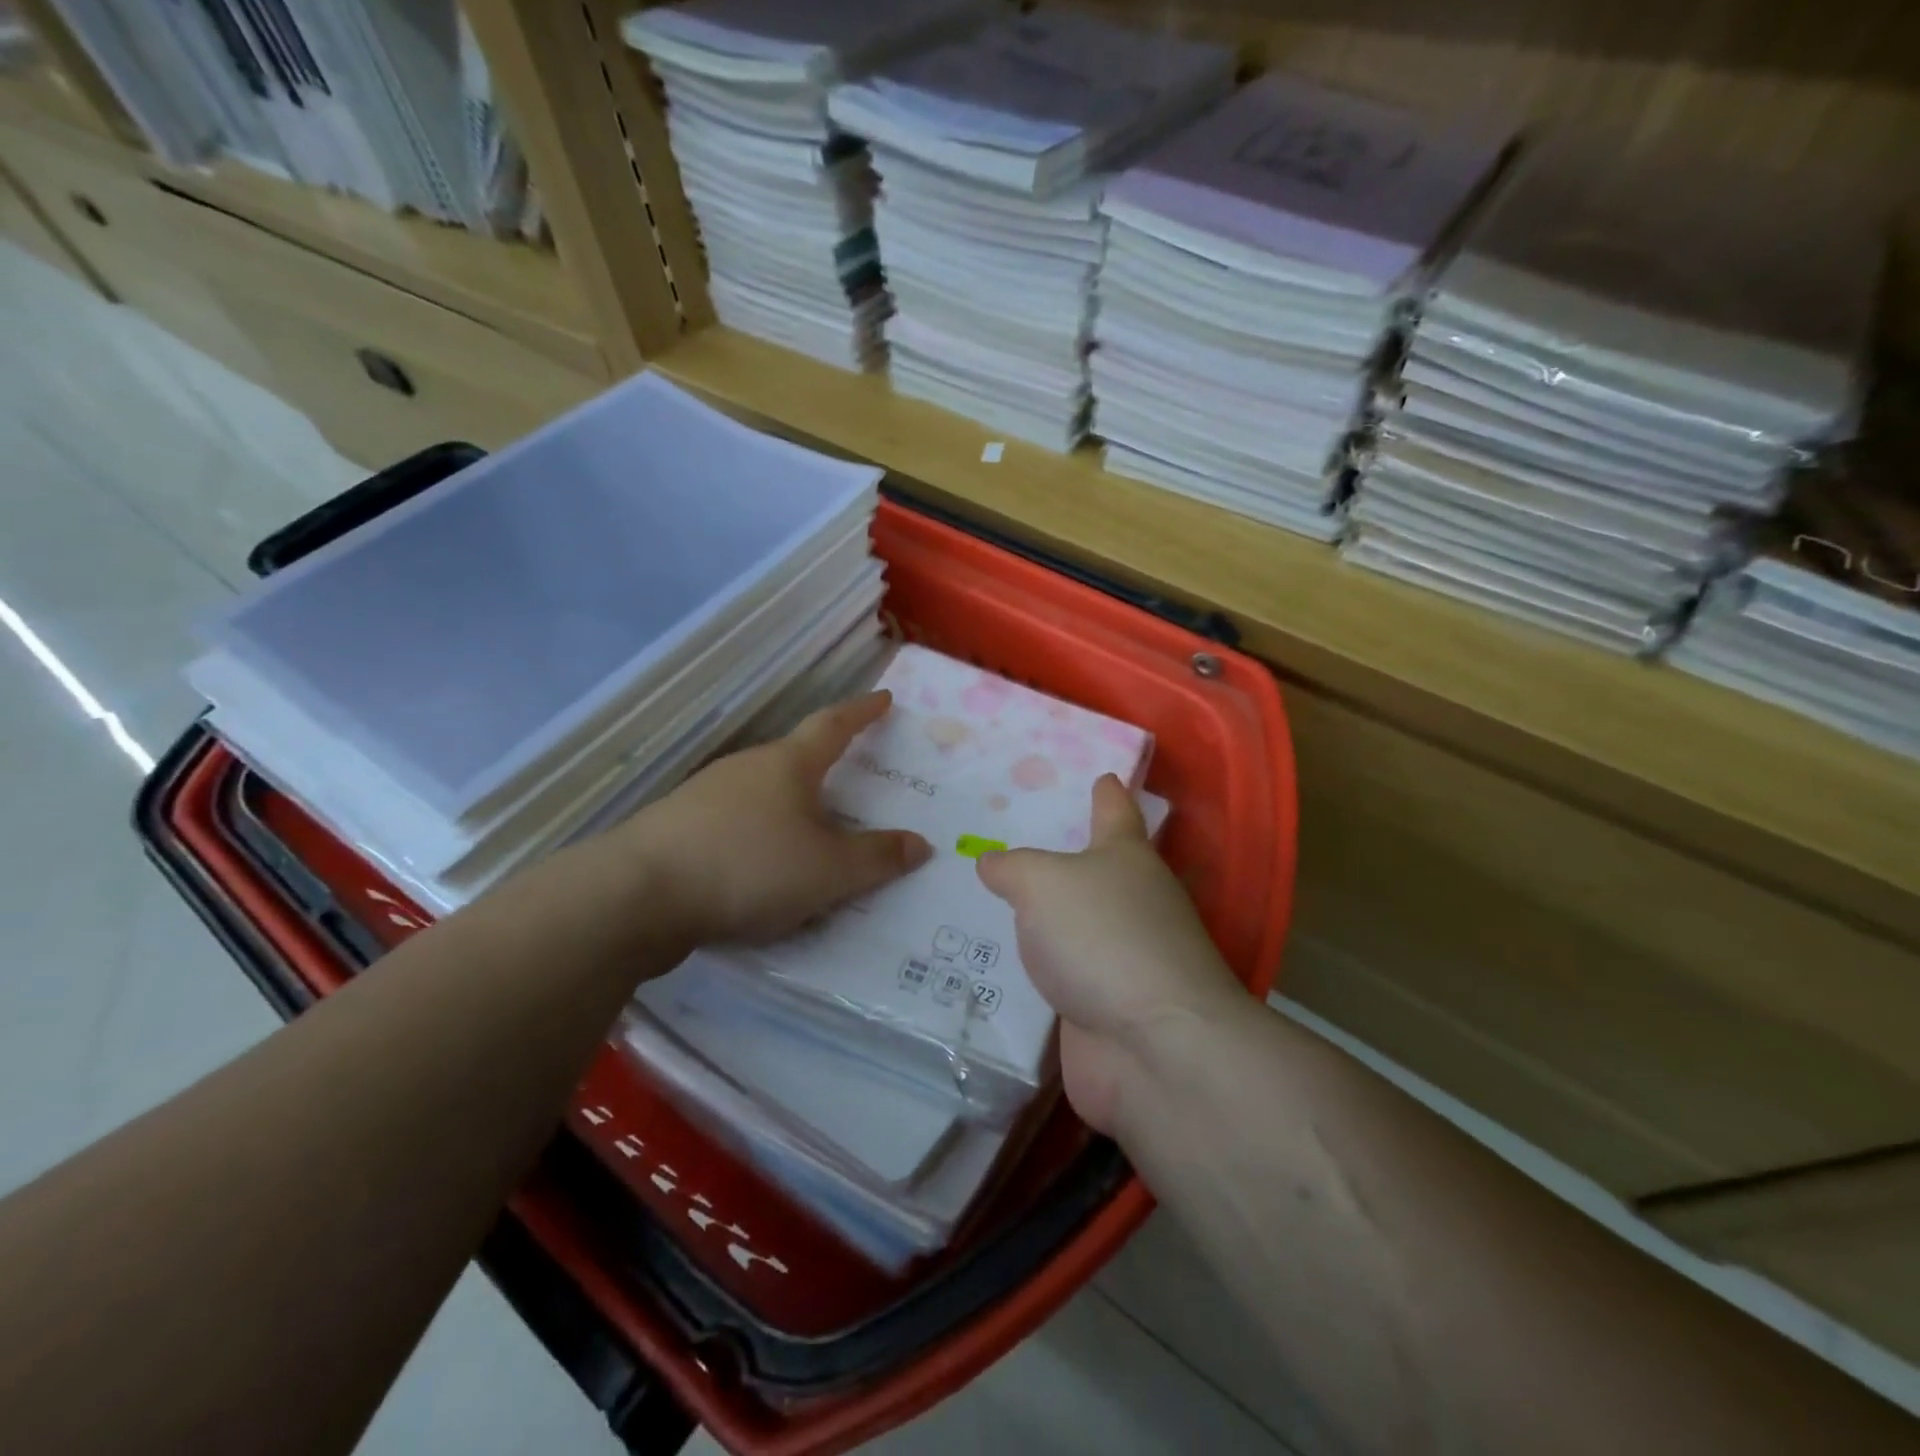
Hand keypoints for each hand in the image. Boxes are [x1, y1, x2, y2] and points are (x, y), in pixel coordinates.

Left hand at [625, 692, 930, 945]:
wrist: (637, 895)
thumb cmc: (749, 867)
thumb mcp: (829, 871)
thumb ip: (877, 858)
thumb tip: (920, 844)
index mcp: (788, 765)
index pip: (834, 725)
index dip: (862, 712)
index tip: (884, 700)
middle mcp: (746, 768)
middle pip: (795, 759)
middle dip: (825, 768)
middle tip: (853, 783)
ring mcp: (704, 795)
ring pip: (762, 794)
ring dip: (789, 808)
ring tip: (810, 838)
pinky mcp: (677, 828)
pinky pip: (734, 825)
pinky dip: (758, 838)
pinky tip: (760, 870)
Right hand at [977, 776, 1245, 1134]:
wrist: (1152, 1046)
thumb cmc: (1102, 936)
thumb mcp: (1043, 882)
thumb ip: (1012, 868)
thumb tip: (992, 862)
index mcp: (1126, 857)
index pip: (1116, 811)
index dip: (1106, 792)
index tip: (1101, 775)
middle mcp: (1133, 903)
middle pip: (1096, 872)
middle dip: (1061, 861)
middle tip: (1006, 846)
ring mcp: (1123, 959)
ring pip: (1075, 928)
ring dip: (1044, 922)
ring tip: (988, 908)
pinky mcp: (1107, 1008)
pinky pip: (1061, 980)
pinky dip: (1035, 974)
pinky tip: (994, 969)